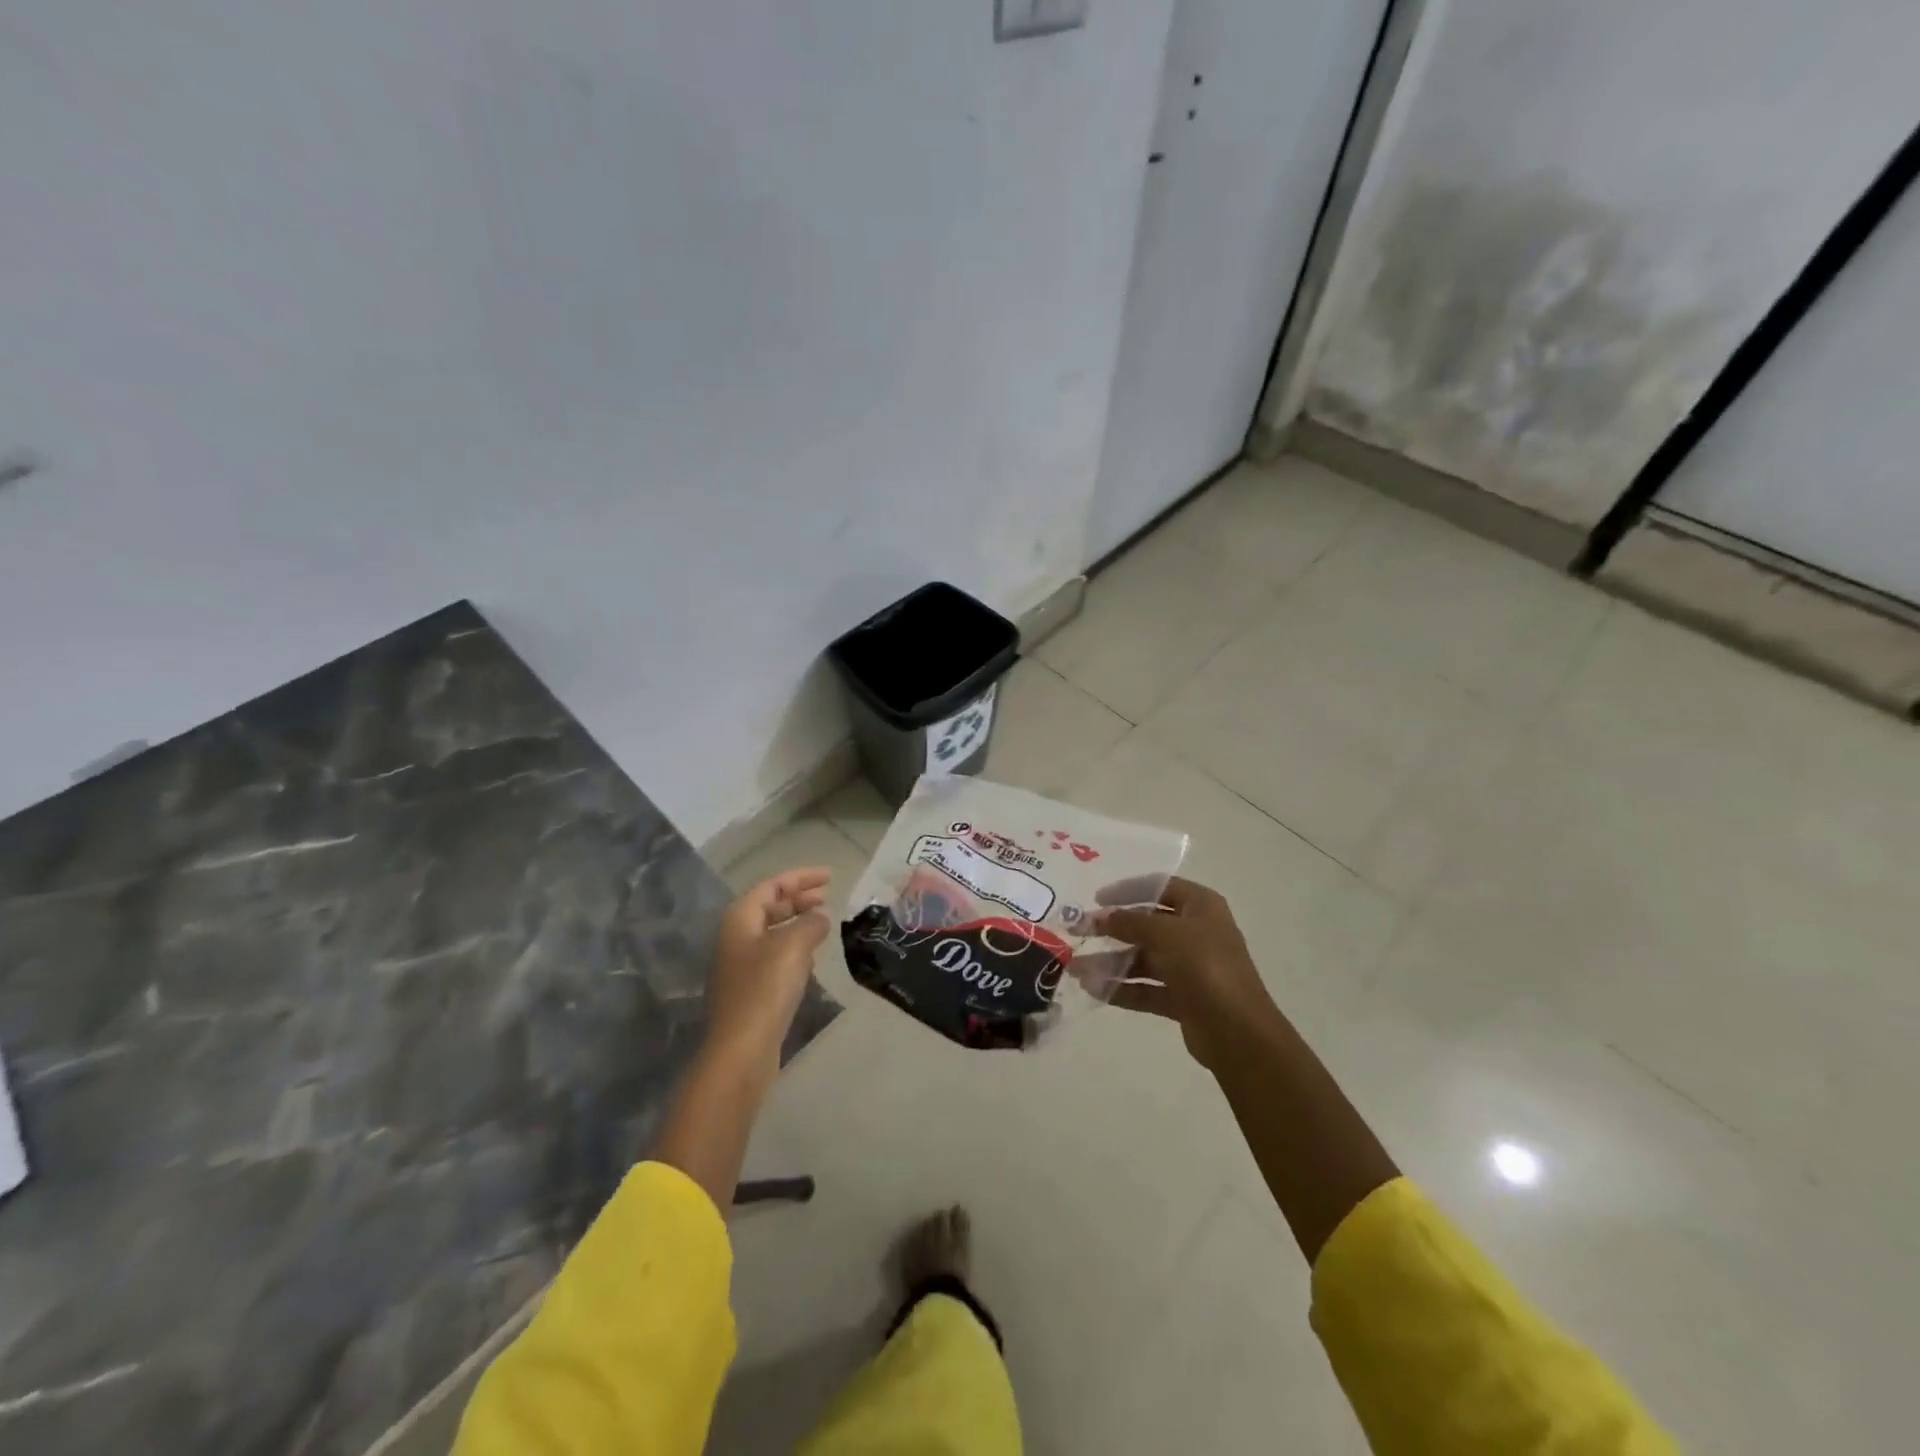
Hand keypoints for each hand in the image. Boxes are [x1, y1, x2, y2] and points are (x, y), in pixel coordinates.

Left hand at [705, 868, 833, 1075]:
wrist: (741, 1049)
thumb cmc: (765, 988)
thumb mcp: (794, 946)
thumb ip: (811, 923)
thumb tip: (819, 918)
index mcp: (740, 919)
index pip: (773, 885)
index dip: (802, 877)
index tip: (830, 876)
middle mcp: (735, 937)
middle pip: (769, 907)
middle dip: (799, 899)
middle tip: (828, 897)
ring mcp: (739, 966)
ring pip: (772, 933)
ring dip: (797, 924)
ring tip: (823, 923)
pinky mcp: (749, 990)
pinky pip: (774, 957)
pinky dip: (794, 950)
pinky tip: (812, 959)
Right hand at [1092, 876, 1280, 1069]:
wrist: (1237, 1031)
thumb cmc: (1204, 966)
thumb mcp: (1165, 933)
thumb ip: (1129, 921)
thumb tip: (1100, 916)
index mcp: (1201, 906)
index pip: (1160, 887)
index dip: (1127, 890)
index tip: (1096, 899)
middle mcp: (1196, 932)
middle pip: (1147, 924)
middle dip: (1112, 930)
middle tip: (1078, 932)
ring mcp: (1190, 967)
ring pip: (1144, 959)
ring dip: (1111, 963)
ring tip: (1076, 968)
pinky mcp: (1183, 998)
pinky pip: (1147, 988)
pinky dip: (1122, 988)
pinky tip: (1093, 990)